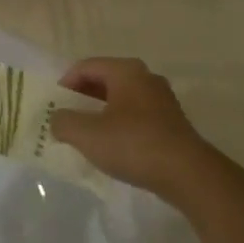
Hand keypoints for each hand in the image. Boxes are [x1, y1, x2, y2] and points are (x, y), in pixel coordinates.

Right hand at [48, 58, 221, 207]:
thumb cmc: (134, 145)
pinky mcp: (172, 123)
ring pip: (121, 100)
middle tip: (67, 120)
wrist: (189, 175)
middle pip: (104, 81)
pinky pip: (136, 116)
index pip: (85, 67)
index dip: (65, 84)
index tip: (54, 106)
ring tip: (87, 136)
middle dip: (82, 99)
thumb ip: (64, 122)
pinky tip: (114, 148)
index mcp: (126, 71)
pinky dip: (119, 126)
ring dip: (100, 114)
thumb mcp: (88, 134)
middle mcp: (145, 77)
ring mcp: (162, 100)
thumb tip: (57, 119)